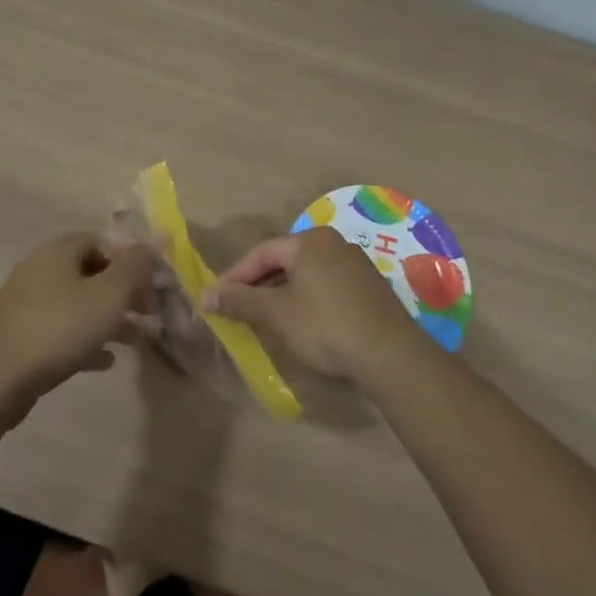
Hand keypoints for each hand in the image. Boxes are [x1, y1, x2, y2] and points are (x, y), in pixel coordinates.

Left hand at [0, 232, 156, 403]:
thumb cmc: (60, 328)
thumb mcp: (110, 294)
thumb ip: (136, 266)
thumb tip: (156, 240)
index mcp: (59, 250)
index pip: (102, 240)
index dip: (131, 260)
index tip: (151, 285)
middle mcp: (40, 268)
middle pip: (90, 272)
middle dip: (122, 292)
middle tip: (147, 314)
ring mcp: (26, 302)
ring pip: (77, 302)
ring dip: (107, 317)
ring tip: (132, 340)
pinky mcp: (19, 333)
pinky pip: (60, 329)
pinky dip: (84, 339)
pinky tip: (104, 361)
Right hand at [205, 227, 419, 381]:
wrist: (390, 354)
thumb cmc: (325, 326)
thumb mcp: (276, 314)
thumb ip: (239, 300)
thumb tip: (205, 294)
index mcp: (310, 241)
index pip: (261, 252)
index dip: (235, 276)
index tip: (216, 299)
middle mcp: (334, 244)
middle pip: (284, 262)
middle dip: (258, 287)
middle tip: (237, 311)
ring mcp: (356, 266)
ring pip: (306, 277)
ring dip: (281, 296)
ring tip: (264, 321)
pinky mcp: (370, 289)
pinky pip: (326, 288)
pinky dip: (306, 302)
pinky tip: (300, 326)